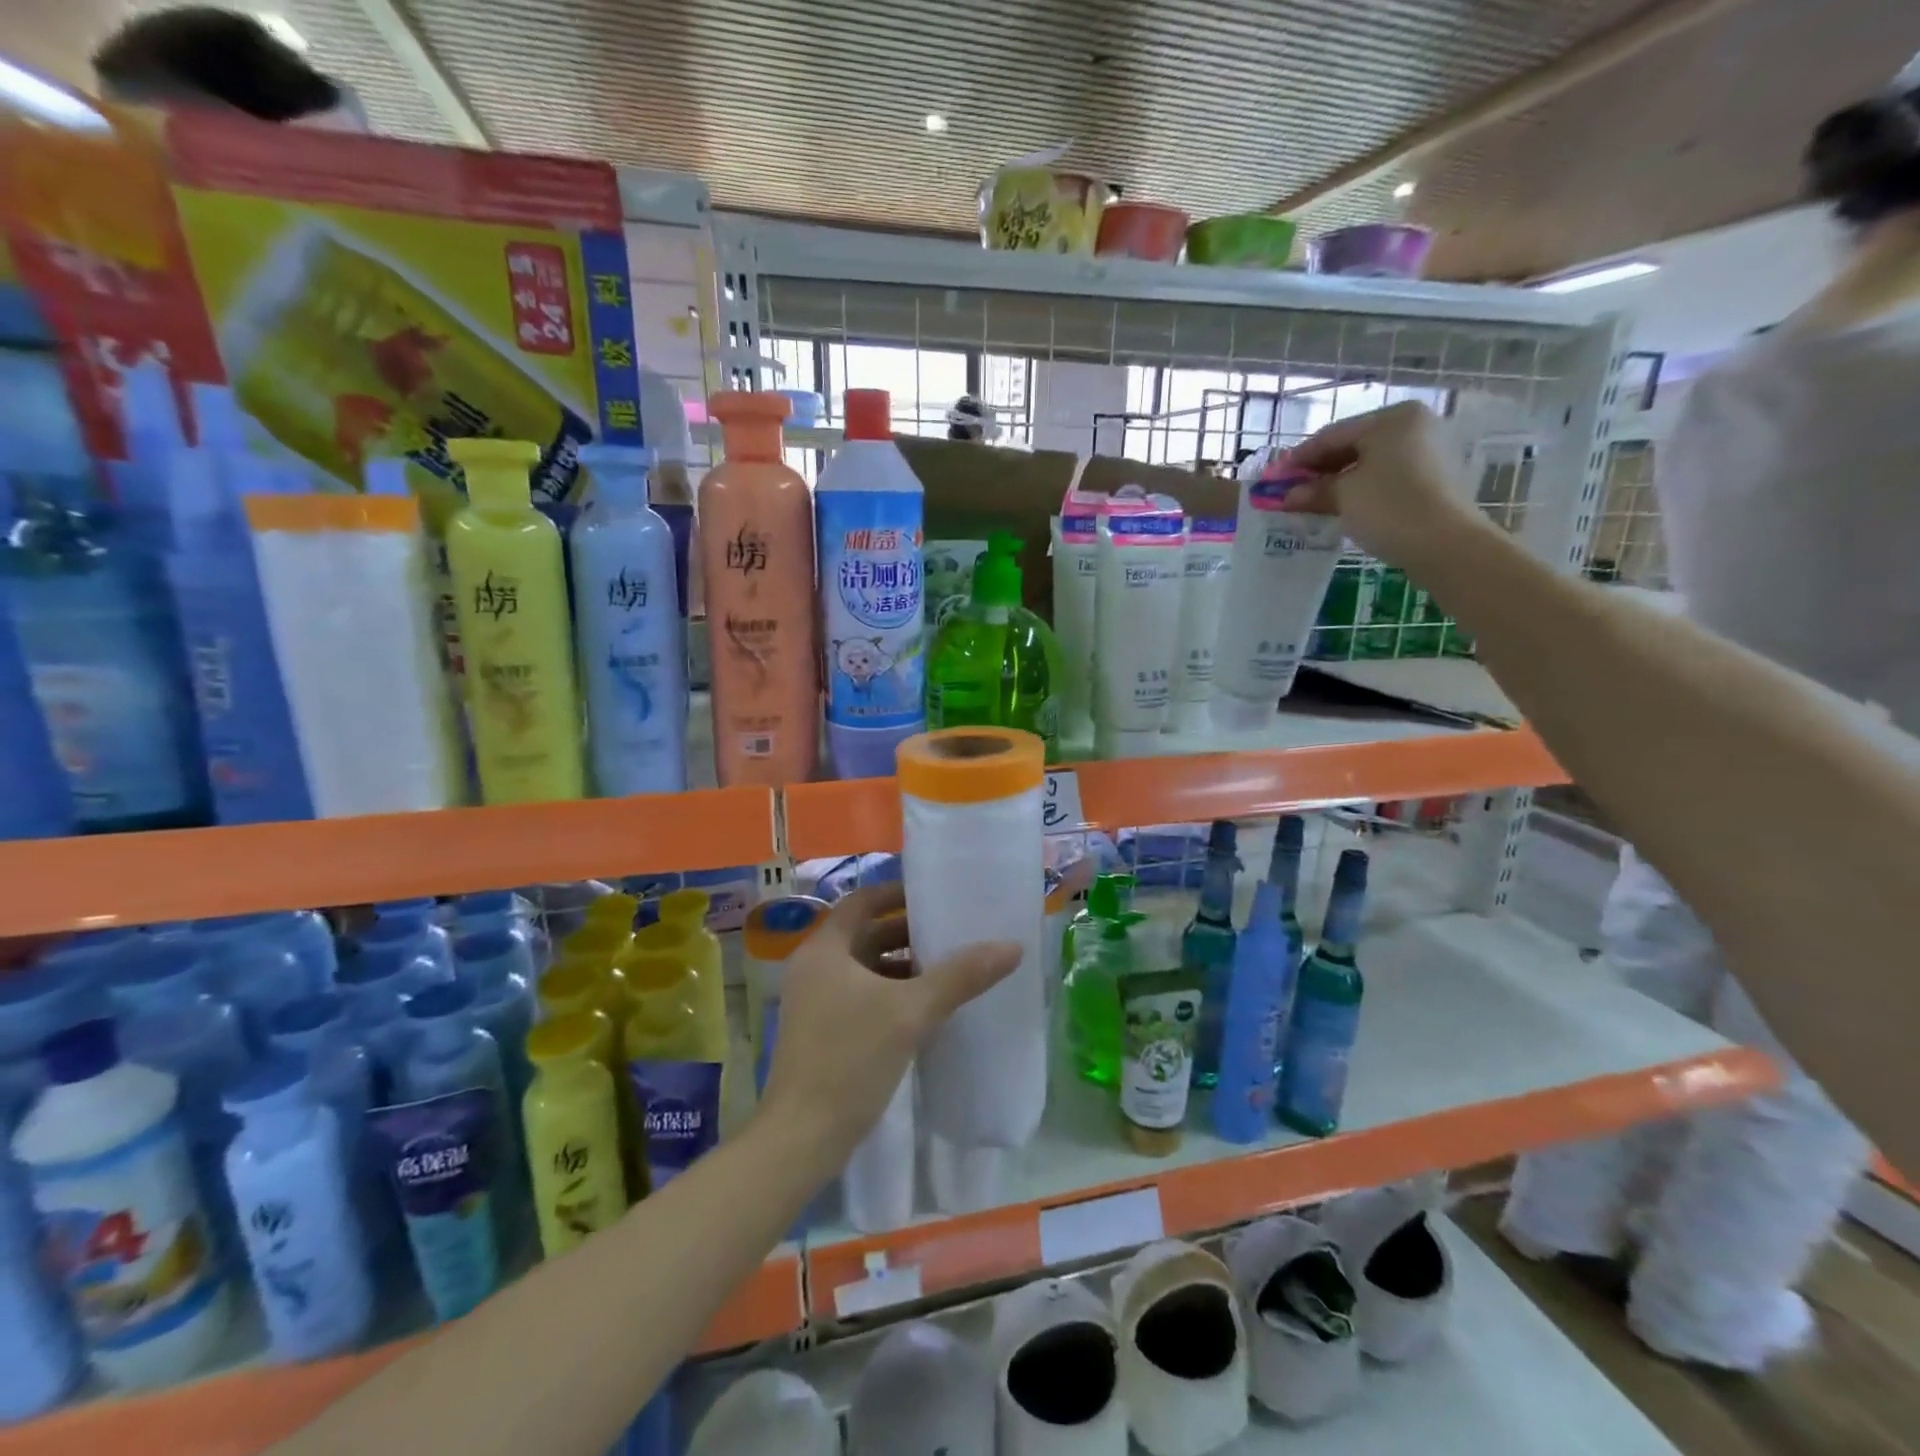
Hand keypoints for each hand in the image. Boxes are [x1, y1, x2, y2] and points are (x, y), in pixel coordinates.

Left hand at [758, 884, 1021, 1167]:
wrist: (801, 1139)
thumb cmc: (850, 1059)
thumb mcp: (910, 1012)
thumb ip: (960, 976)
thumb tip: (1011, 946)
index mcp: (824, 949)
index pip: (862, 901)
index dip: (897, 894)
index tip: (934, 896)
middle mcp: (814, 968)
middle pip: (865, 935)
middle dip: (907, 933)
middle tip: (951, 934)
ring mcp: (815, 1002)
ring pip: (865, 969)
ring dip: (902, 967)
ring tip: (947, 971)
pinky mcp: (822, 1033)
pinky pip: (861, 997)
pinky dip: (891, 994)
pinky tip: (925, 1010)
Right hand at [1282, 402, 1481, 569]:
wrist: (1445, 543)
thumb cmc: (1389, 507)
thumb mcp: (1343, 496)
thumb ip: (1313, 490)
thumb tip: (1287, 495)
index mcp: (1393, 418)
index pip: (1333, 434)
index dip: (1299, 457)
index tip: (1274, 476)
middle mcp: (1415, 425)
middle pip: (1354, 445)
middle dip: (1319, 469)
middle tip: (1290, 490)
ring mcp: (1429, 450)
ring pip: (1370, 462)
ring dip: (1338, 481)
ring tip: (1311, 501)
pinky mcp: (1435, 477)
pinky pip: (1387, 476)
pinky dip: (1361, 488)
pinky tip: (1341, 505)